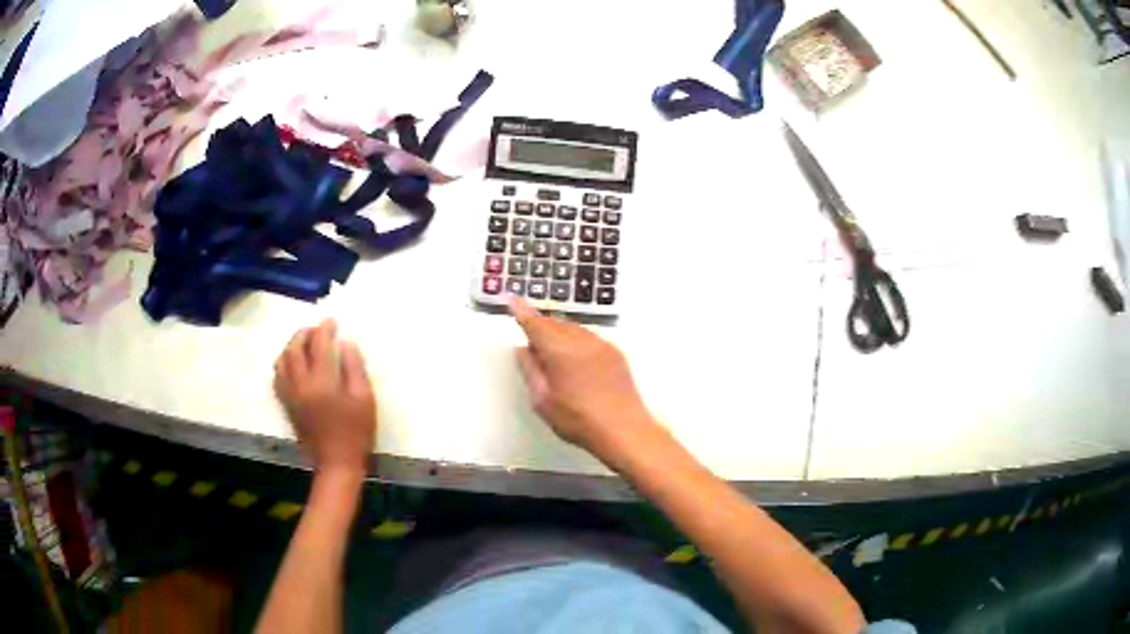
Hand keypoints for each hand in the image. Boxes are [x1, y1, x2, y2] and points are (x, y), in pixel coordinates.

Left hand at [274, 319, 375, 475]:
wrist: (336, 463)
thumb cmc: (356, 432)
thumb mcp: (364, 399)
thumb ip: (354, 368)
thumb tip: (346, 344)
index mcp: (323, 382)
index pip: (319, 345)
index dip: (325, 329)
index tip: (332, 321)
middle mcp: (301, 384)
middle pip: (295, 348)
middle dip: (305, 333)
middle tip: (317, 329)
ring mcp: (290, 395)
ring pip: (282, 360)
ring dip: (291, 346)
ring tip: (304, 342)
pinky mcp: (286, 405)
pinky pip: (277, 377)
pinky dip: (283, 363)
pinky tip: (292, 363)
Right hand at [510, 298, 657, 459]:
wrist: (624, 429)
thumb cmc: (578, 420)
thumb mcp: (543, 400)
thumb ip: (530, 370)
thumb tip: (523, 349)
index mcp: (560, 351)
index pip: (536, 324)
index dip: (522, 311)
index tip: (513, 299)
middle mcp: (581, 341)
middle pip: (555, 323)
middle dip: (540, 324)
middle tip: (529, 336)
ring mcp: (602, 345)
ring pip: (573, 328)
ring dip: (558, 331)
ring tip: (550, 349)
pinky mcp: (615, 353)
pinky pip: (589, 337)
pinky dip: (575, 338)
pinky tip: (574, 357)